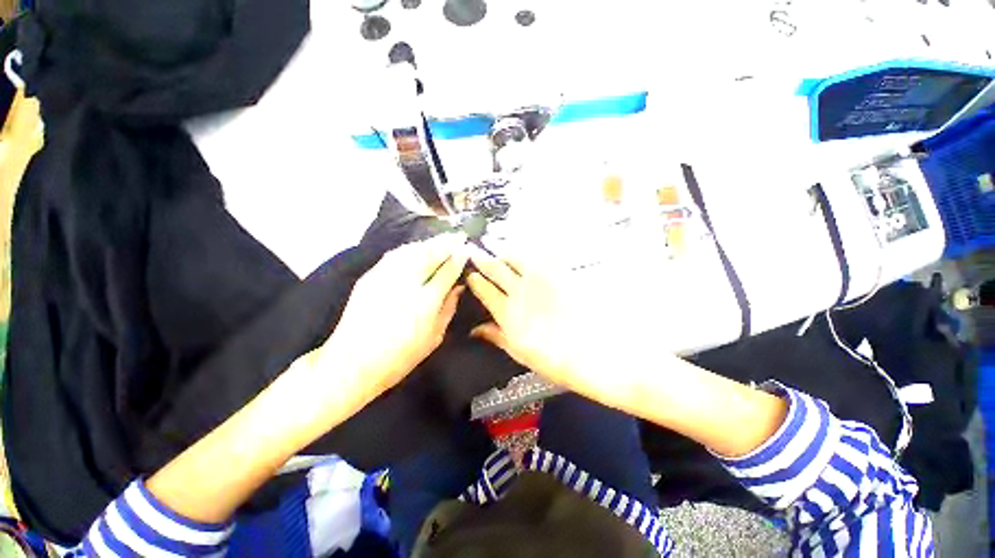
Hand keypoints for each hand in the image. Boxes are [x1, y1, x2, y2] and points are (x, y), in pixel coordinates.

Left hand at [325, 233, 468, 402]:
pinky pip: (395, 254)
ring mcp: (385, 276)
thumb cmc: (401, 356)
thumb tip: (459, 286)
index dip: (459, 257)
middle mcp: (407, 282)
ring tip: (441, 239)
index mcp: (426, 300)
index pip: (448, 270)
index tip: (467, 249)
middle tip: (459, 235)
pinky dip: (410, 248)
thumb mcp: (435, 336)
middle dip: (447, 242)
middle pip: (431, 254)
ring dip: (430, 242)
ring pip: (412, 250)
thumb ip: (449, 307)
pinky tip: (417, 248)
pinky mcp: (370, 276)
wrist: (353, 363)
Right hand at [465, 245, 647, 407]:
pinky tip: (527, 253)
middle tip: (475, 251)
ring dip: (504, 252)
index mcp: (508, 313)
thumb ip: (498, 337)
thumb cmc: (557, 361)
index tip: (470, 274)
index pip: (485, 290)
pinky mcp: (560, 272)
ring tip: (499, 250)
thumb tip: (476, 329)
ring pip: (515, 257)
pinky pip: (539, 256)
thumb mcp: (522, 354)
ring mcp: (541, 279)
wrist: (599, 353)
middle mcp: (520, 291)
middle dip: (483, 259)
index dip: (475, 280)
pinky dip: (528, 253)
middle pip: (496, 268)